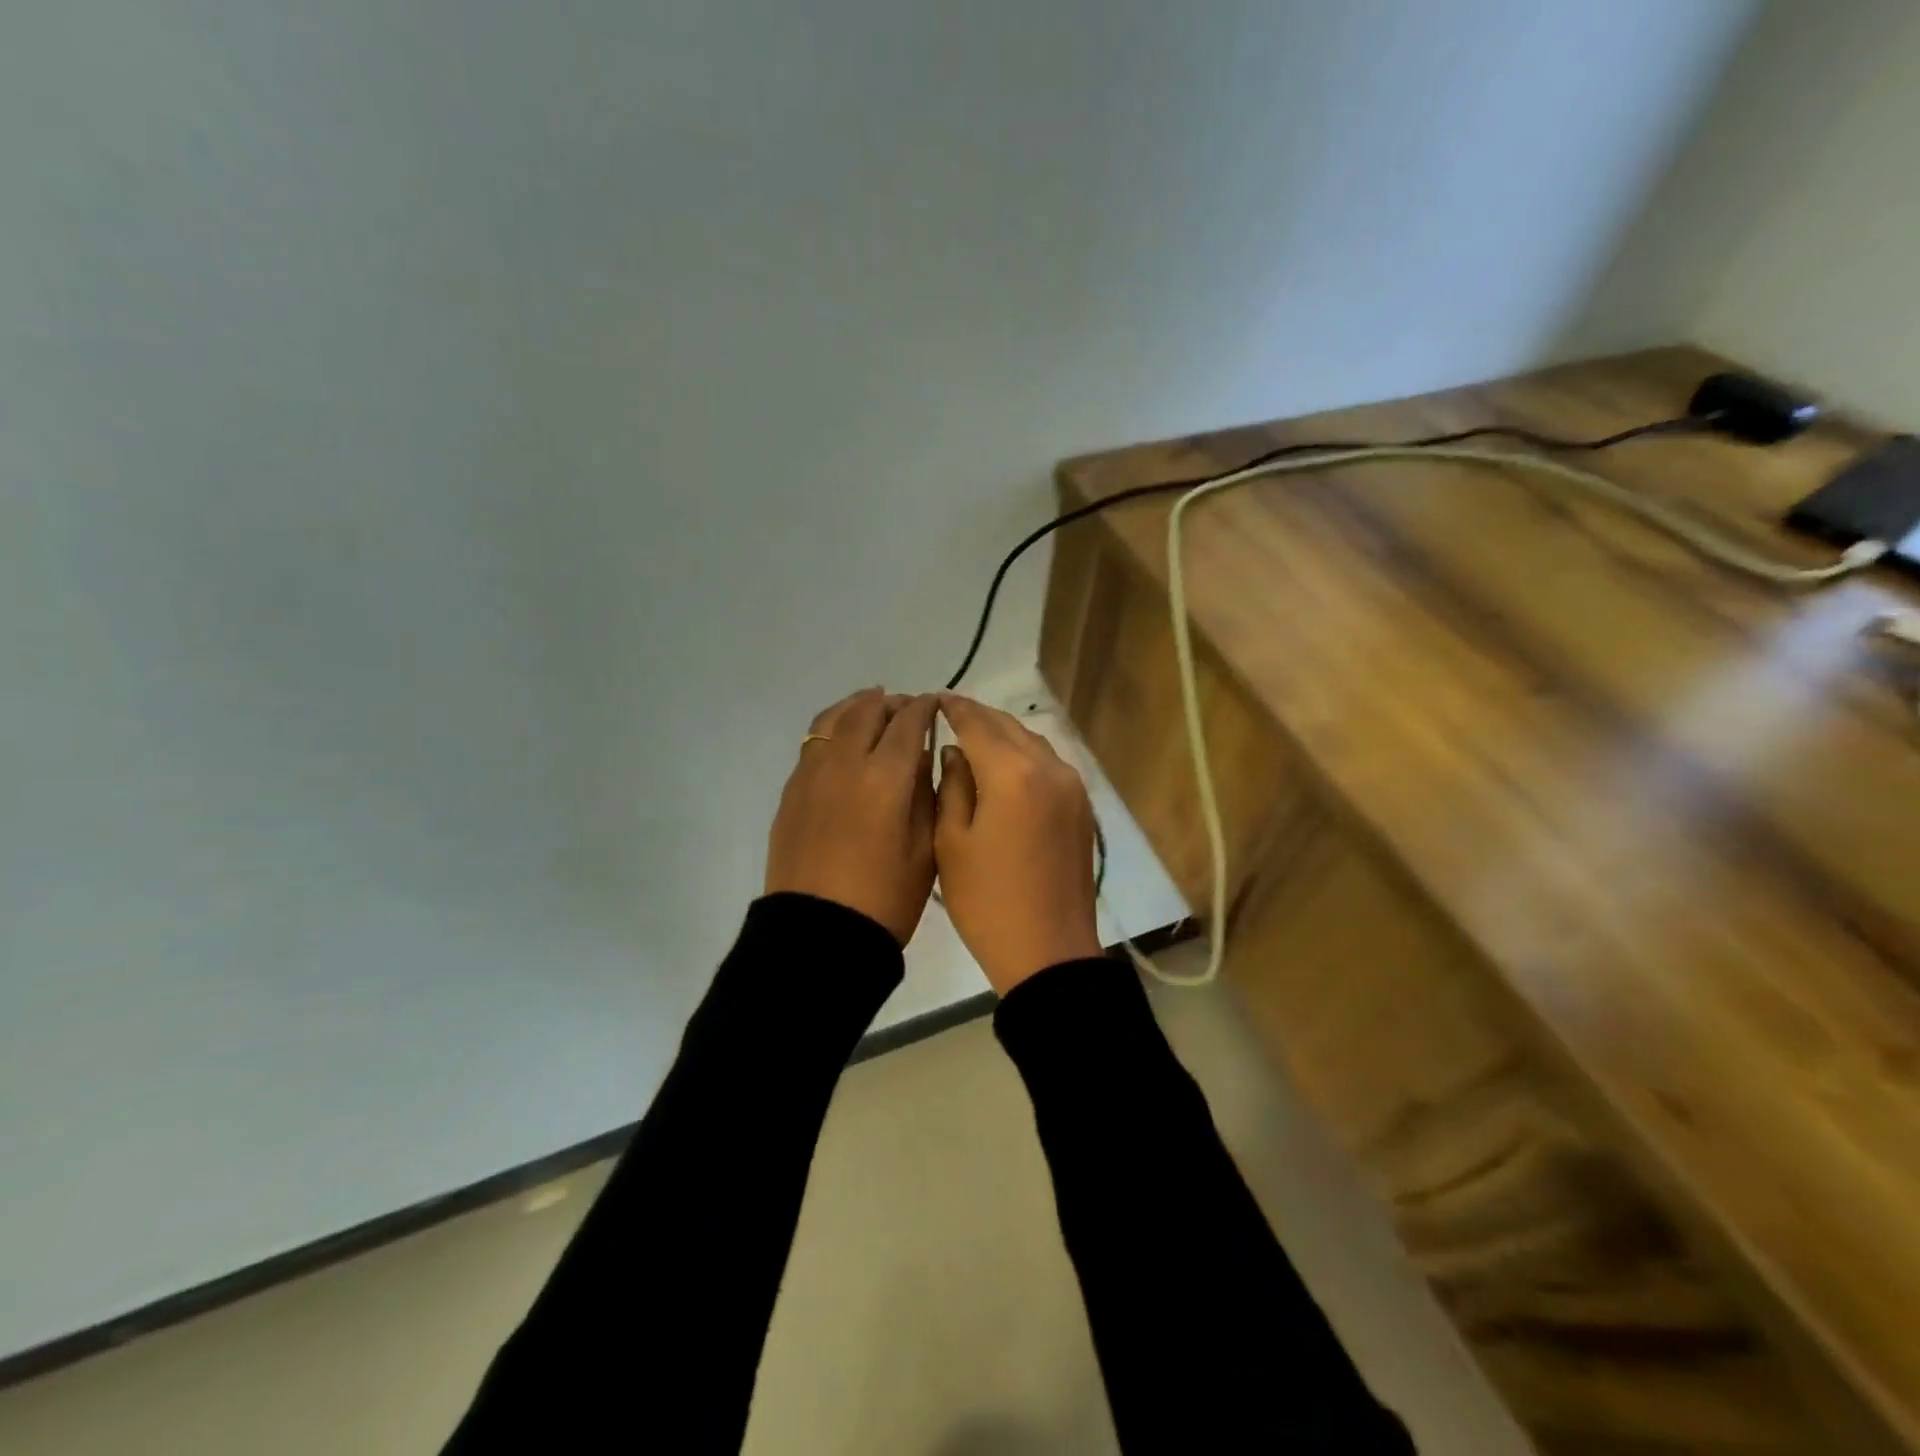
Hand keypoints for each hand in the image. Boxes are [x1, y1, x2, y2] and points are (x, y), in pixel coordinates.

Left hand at [765, 688, 938, 945]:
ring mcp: (812, 773)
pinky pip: (814, 742)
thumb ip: (926, 794)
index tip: (934, 704)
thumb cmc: (886, 898)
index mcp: (887, 776)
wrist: (819, 932)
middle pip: (867, 711)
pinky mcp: (791, 790)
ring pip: (834, 719)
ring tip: (871, 709)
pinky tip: (843, 742)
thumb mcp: (925, 849)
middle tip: (905, 708)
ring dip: (857, 707)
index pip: (908, 722)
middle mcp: (846, 762)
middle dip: (891, 703)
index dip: (924, 708)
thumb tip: (922, 758)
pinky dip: (833, 729)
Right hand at [934, 694, 1101, 994]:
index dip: (953, 708)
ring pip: (1032, 742)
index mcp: (1013, 774)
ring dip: (1002, 735)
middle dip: (978, 717)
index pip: (977, 723)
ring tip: (973, 739)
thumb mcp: (951, 842)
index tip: (933, 700)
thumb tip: (954, 752)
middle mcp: (1049, 768)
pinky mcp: (1081, 806)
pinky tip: (1004, 767)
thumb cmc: (987, 902)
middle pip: (1008, 726)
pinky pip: (1048, 764)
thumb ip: (951, 786)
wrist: (1049, 951)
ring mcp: (1072, 786)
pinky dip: (1023, 756)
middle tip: (948, 715)